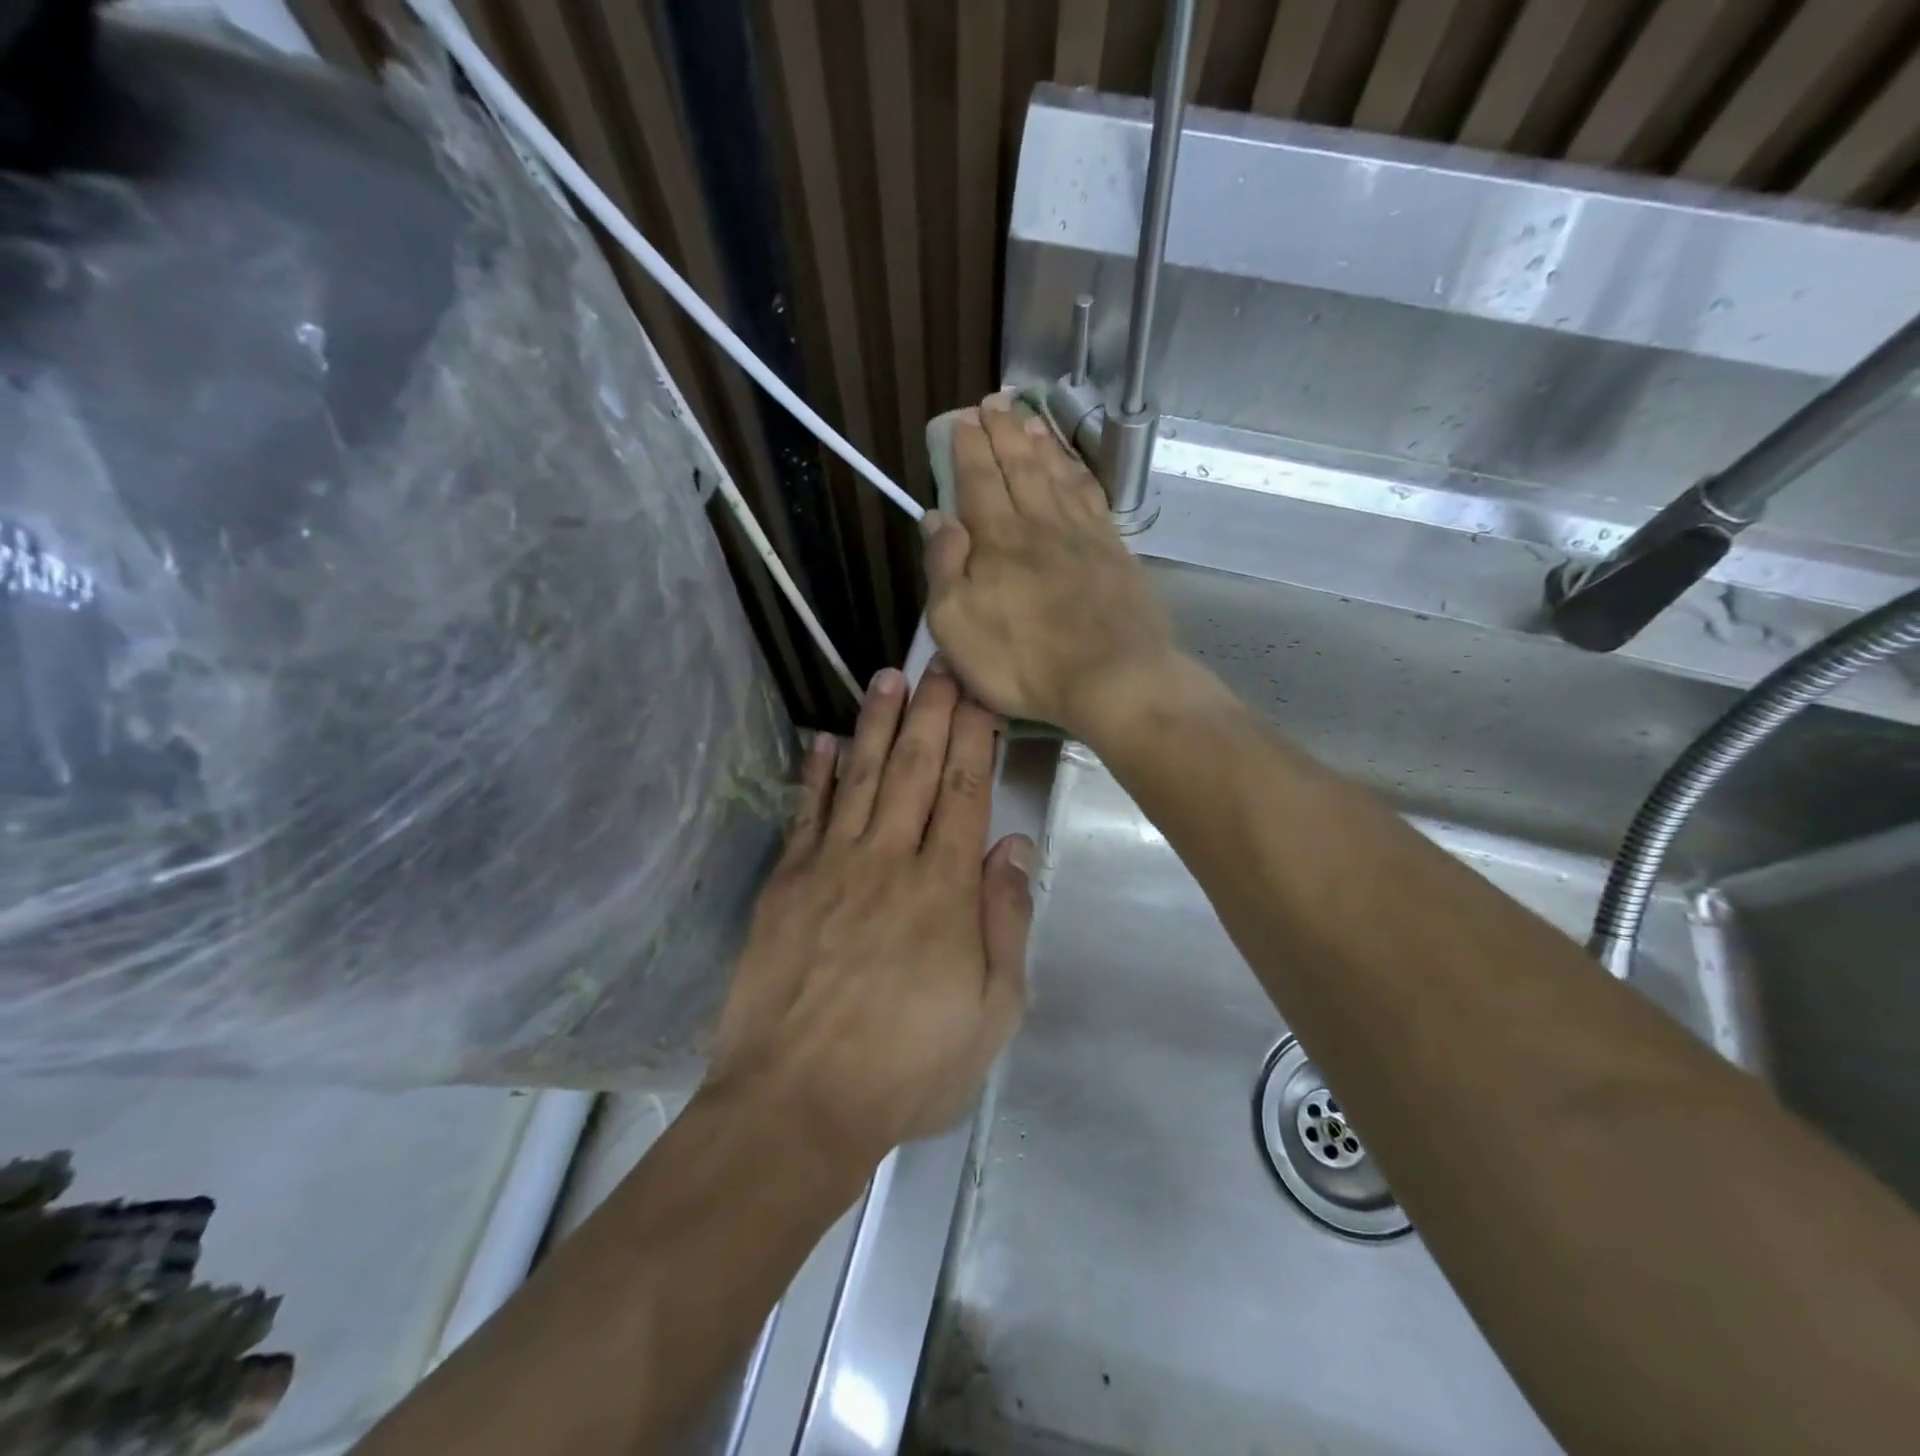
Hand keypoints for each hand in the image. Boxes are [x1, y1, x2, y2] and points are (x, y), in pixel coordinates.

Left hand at [705, 663, 1034, 1171]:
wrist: (795, 1106)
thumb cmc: (907, 1068)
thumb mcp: (992, 1013)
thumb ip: (1006, 921)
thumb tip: (1013, 845)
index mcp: (944, 891)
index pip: (966, 793)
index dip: (975, 738)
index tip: (981, 693)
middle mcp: (888, 861)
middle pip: (916, 770)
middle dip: (932, 712)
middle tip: (940, 662)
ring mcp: (831, 866)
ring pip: (862, 777)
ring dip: (878, 724)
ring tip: (888, 678)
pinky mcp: (787, 883)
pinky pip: (806, 813)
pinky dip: (816, 773)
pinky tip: (823, 739)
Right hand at [925, 392, 1176, 737]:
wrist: (1112, 678)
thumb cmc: (1022, 661)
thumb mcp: (956, 624)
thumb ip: (944, 566)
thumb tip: (936, 516)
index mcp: (998, 538)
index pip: (978, 479)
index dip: (969, 447)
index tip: (963, 419)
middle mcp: (1040, 523)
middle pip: (1019, 466)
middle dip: (1004, 431)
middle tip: (995, 402)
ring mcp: (1083, 535)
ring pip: (1057, 474)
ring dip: (1041, 443)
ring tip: (1031, 417)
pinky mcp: (1114, 552)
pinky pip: (1092, 497)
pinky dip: (1079, 474)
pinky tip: (1074, 467)